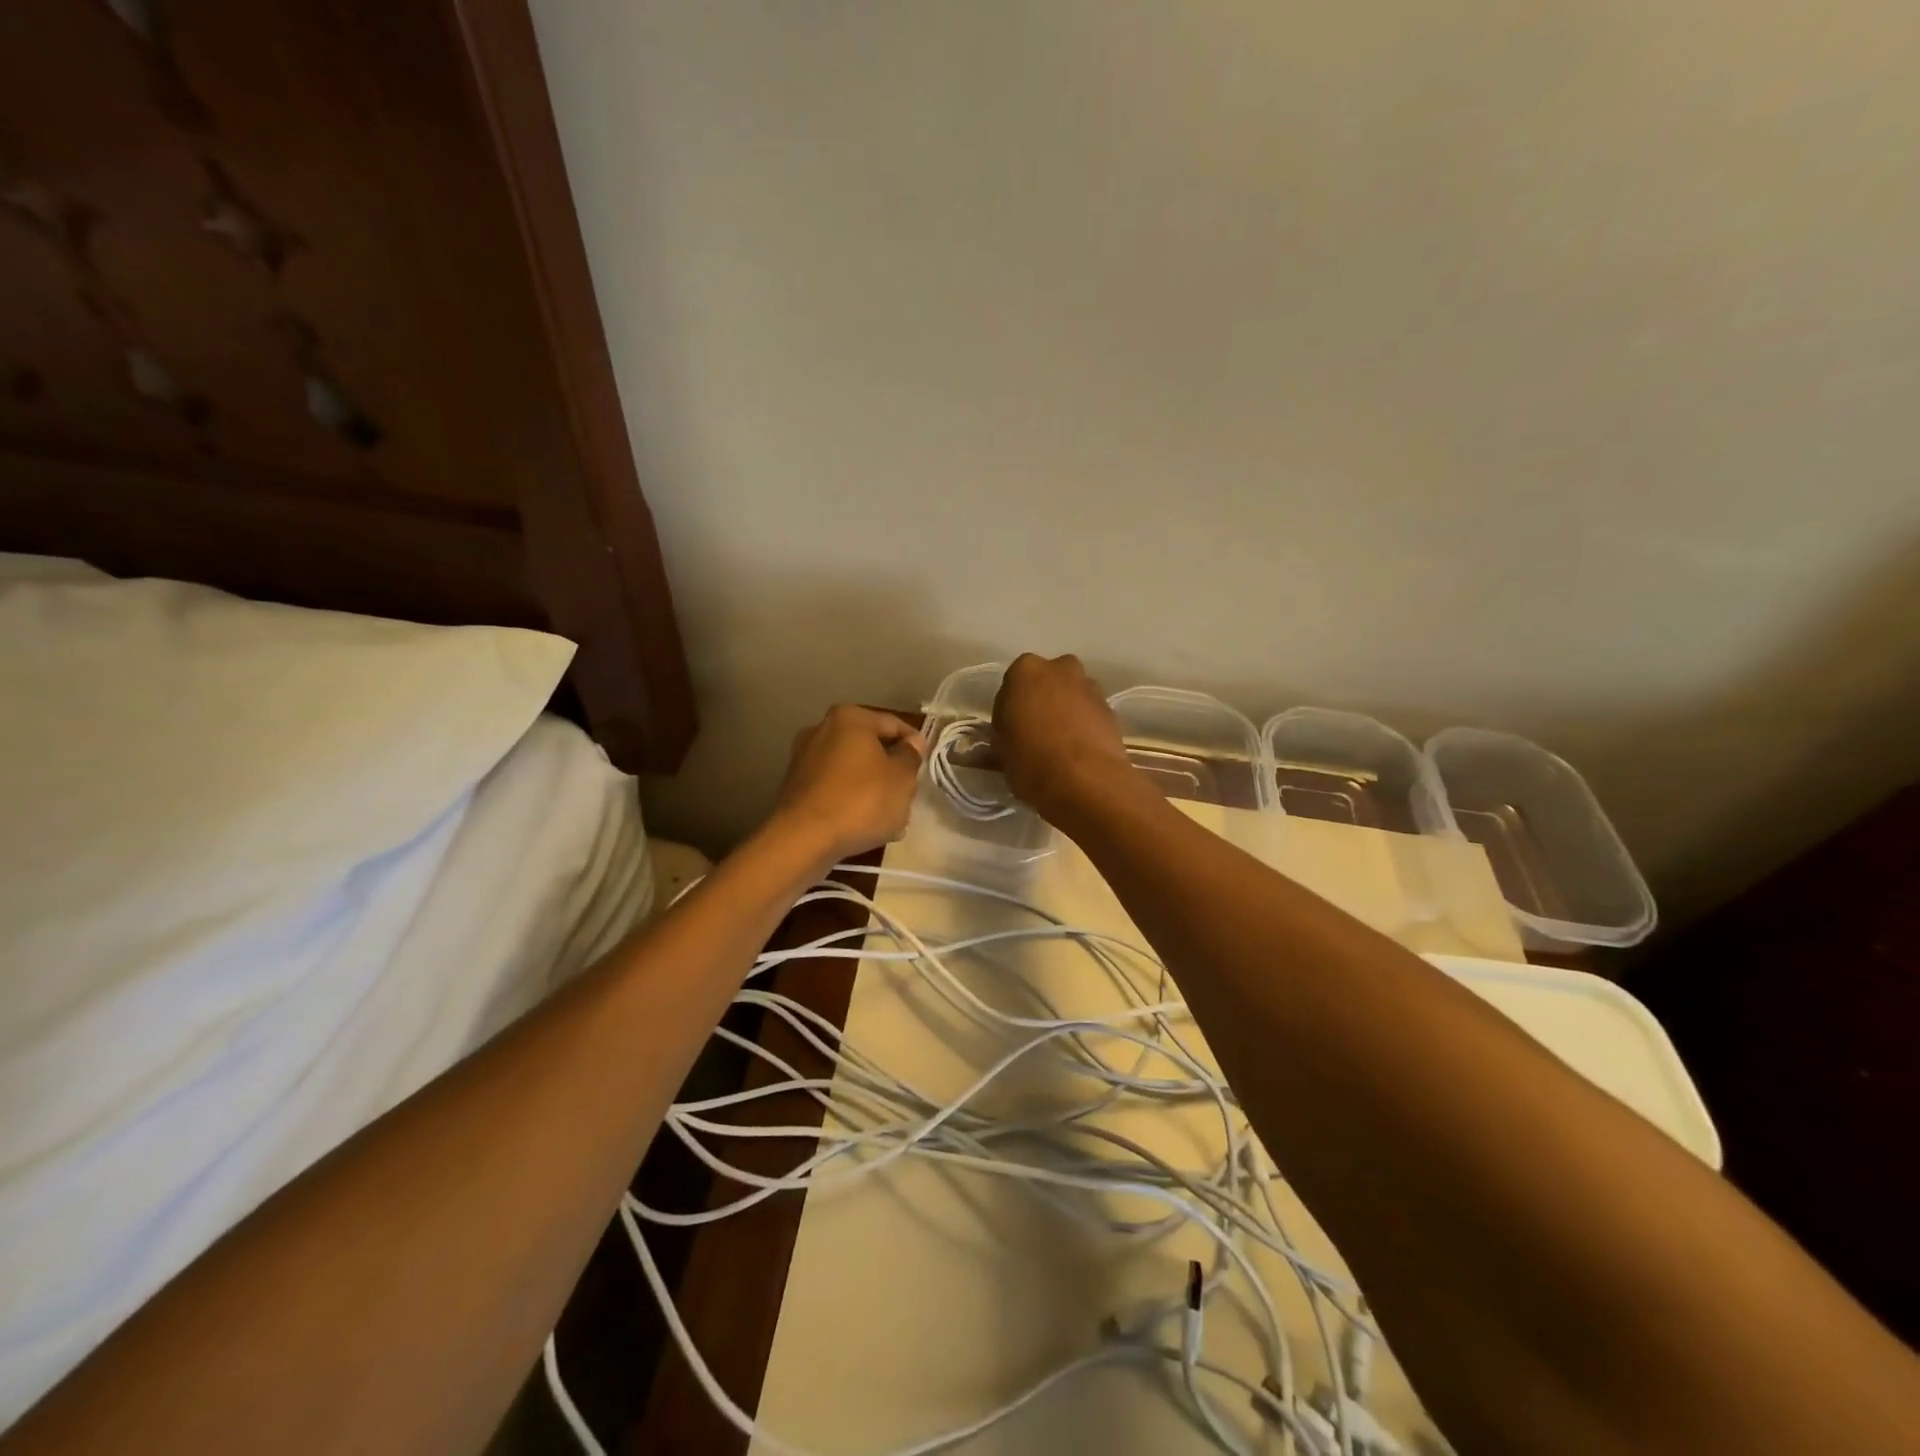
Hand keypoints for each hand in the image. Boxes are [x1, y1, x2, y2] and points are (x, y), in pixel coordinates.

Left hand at [769, 705, 927, 866]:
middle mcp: (822, 730)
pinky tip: (865, 825)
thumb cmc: (861, 800)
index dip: (915, 744)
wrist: (804, 839)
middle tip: (909, 794)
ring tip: (891, 818)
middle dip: (891, 770)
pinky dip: (851, 801)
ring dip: (873, 789)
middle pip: (870, 748)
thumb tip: (913, 742)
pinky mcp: (796, 787)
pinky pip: (834, 789)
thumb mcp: (901, 778)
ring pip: (852, 770)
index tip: (926, 765)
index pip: (893, 724)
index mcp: (850, 718)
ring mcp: (804, 758)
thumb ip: (911, 756)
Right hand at [991, 653, 1137, 821]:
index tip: (1008, 733)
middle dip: (1040, 703)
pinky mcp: (1112, 709)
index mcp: (1025, 671)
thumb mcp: (1002, 752)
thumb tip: (1002, 741)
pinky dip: (1083, 725)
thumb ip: (1002, 738)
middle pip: (1045, 684)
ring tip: (1059, 746)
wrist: (1087, 782)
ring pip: (1070, 696)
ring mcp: (1090, 687)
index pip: (1010, 687)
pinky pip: (1089, 713)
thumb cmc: (1032, 762)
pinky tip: (1078, 751)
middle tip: (1033, 734)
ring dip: (1064, 712)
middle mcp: (1060, 669)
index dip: (1008, 712)